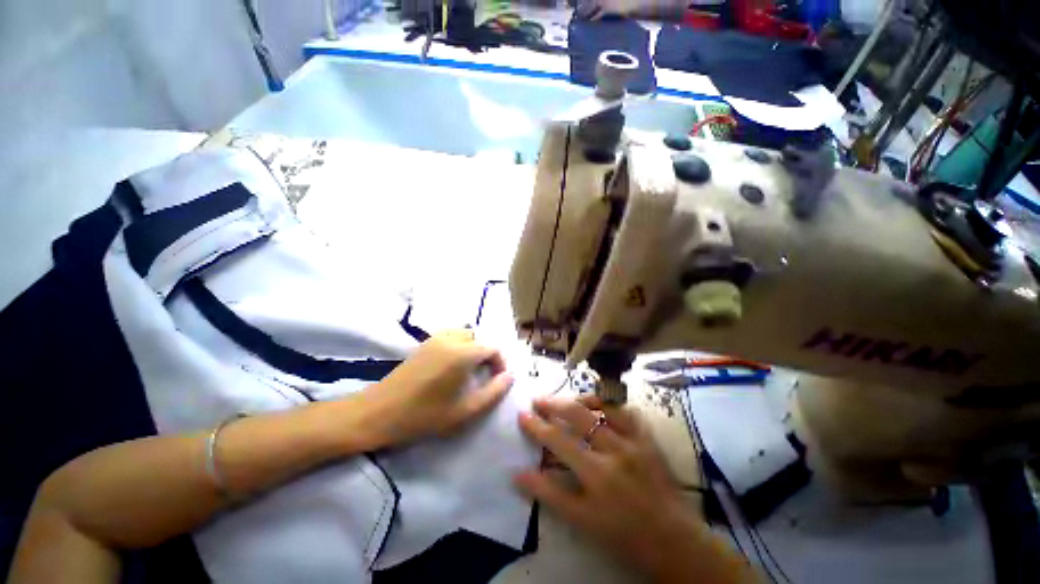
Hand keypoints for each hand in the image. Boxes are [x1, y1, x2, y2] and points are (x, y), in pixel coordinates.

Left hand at [366, 329, 512, 446]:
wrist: (378, 412)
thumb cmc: (424, 415)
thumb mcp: (465, 411)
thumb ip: (493, 392)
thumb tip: (509, 377)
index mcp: (463, 354)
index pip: (492, 348)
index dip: (500, 363)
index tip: (497, 381)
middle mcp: (451, 339)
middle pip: (479, 339)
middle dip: (487, 356)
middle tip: (484, 378)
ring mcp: (435, 338)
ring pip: (465, 335)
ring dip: (473, 348)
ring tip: (469, 371)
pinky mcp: (424, 342)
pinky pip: (451, 336)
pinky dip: (459, 345)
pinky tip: (452, 366)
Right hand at [515, 396, 753, 583]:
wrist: (675, 541)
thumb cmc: (625, 536)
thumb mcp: (583, 522)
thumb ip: (550, 495)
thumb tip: (518, 475)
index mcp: (596, 475)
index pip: (557, 441)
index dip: (536, 426)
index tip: (522, 415)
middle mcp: (615, 451)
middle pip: (577, 416)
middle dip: (553, 404)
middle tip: (539, 400)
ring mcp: (635, 441)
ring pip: (602, 406)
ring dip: (580, 400)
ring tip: (566, 400)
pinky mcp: (649, 439)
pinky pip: (627, 411)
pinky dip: (610, 404)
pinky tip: (600, 406)